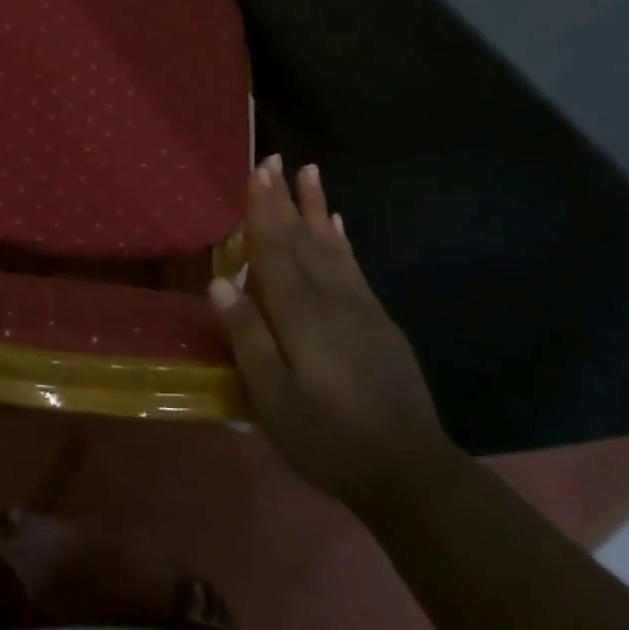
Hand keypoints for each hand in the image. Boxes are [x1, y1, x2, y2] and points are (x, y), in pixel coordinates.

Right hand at [209, 157, 451, 508]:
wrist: (409, 470)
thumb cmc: (328, 436)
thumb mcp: (273, 397)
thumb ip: (247, 336)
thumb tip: (219, 282)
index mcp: (299, 313)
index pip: (274, 248)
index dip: (262, 208)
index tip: (257, 171)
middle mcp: (330, 297)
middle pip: (301, 237)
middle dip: (285, 197)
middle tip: (274, 159)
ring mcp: (359, 306)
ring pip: (331, 243)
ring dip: (316, 206)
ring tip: (310, 172)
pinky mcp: (377, 320)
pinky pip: (354, 265)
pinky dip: (342, 239)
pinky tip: (338, 223)